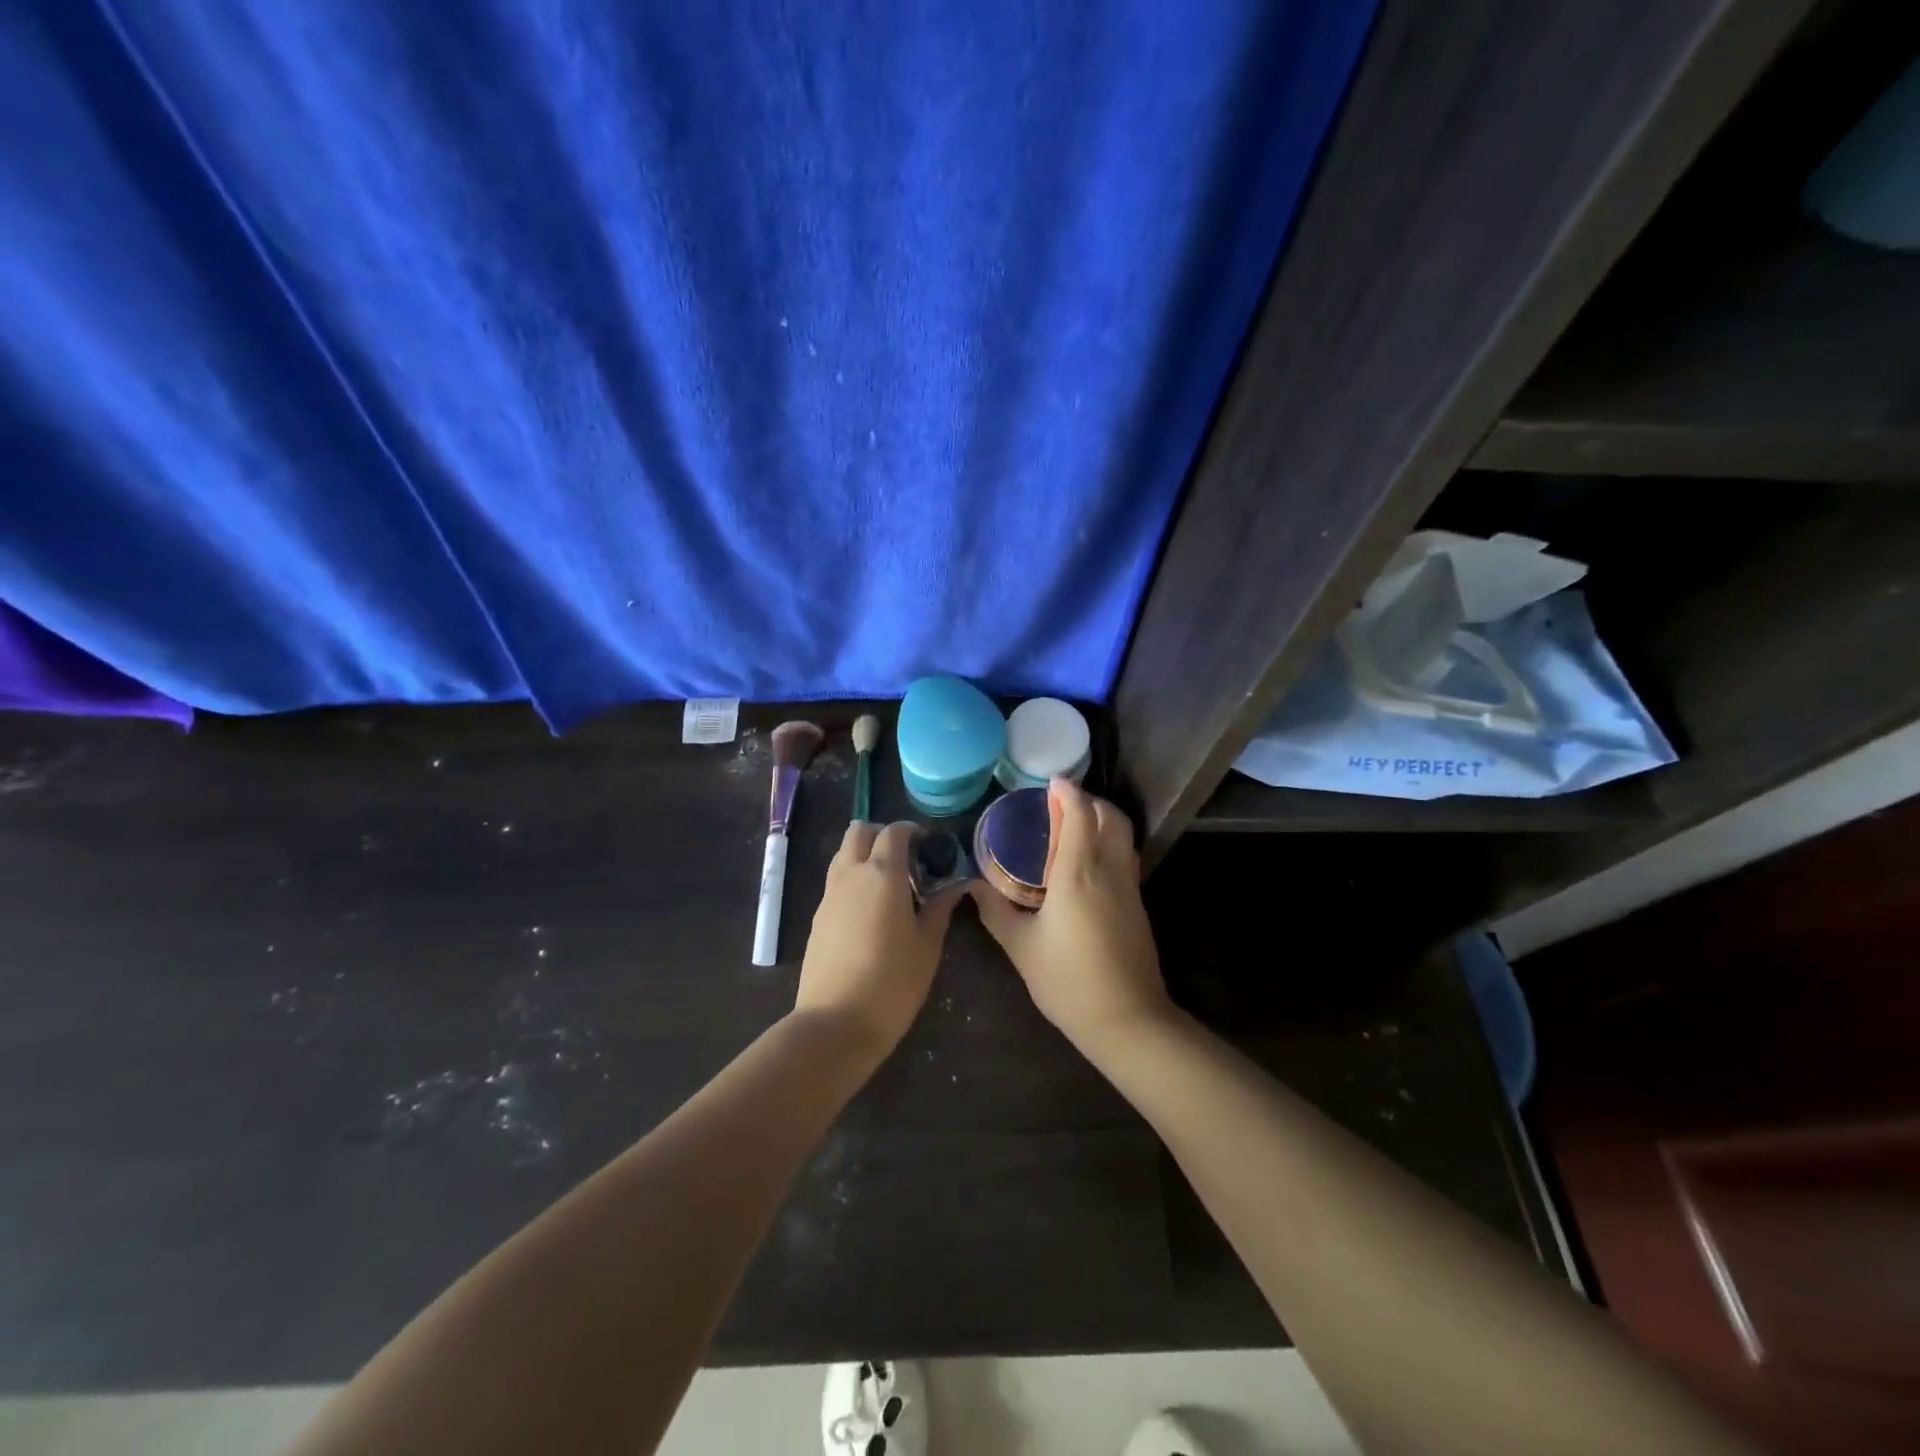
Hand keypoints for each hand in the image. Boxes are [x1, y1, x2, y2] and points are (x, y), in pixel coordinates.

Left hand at [795, 821, 961, 1061]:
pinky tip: (870, 911)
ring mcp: (829, 895)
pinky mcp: (817, 917)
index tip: (929, 847)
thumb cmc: (893, 982)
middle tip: (906, 858)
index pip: (894, 832)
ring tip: (890, 885)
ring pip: (843, 854)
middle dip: (882, 835)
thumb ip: (940, 908)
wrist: (835, 1023)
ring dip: (864, 855)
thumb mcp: (927, 946)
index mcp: (882, 874)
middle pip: (859, 832)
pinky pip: (836, 881)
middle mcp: (851, 874)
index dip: (912, 832)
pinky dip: (853, 879)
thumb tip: (956, 885)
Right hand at [971, 778, 1173, 1050]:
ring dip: (1103, 821)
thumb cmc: (1067, 982)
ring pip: (1123, 837)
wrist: (1127, 1021)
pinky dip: (1108, 844)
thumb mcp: (1021, 947)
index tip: (1050, 782)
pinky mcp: (1138, 906)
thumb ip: (995, 911)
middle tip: (1062, 804)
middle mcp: (1109, 871)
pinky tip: (1086, 865)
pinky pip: (1125, 858)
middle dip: (1090, 801)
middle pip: (1112, 817)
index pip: (1080, 814)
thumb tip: (973, 887)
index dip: (1067, 792)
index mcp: (1078, 874)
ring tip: (1074, 828)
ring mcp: (1130, 888)